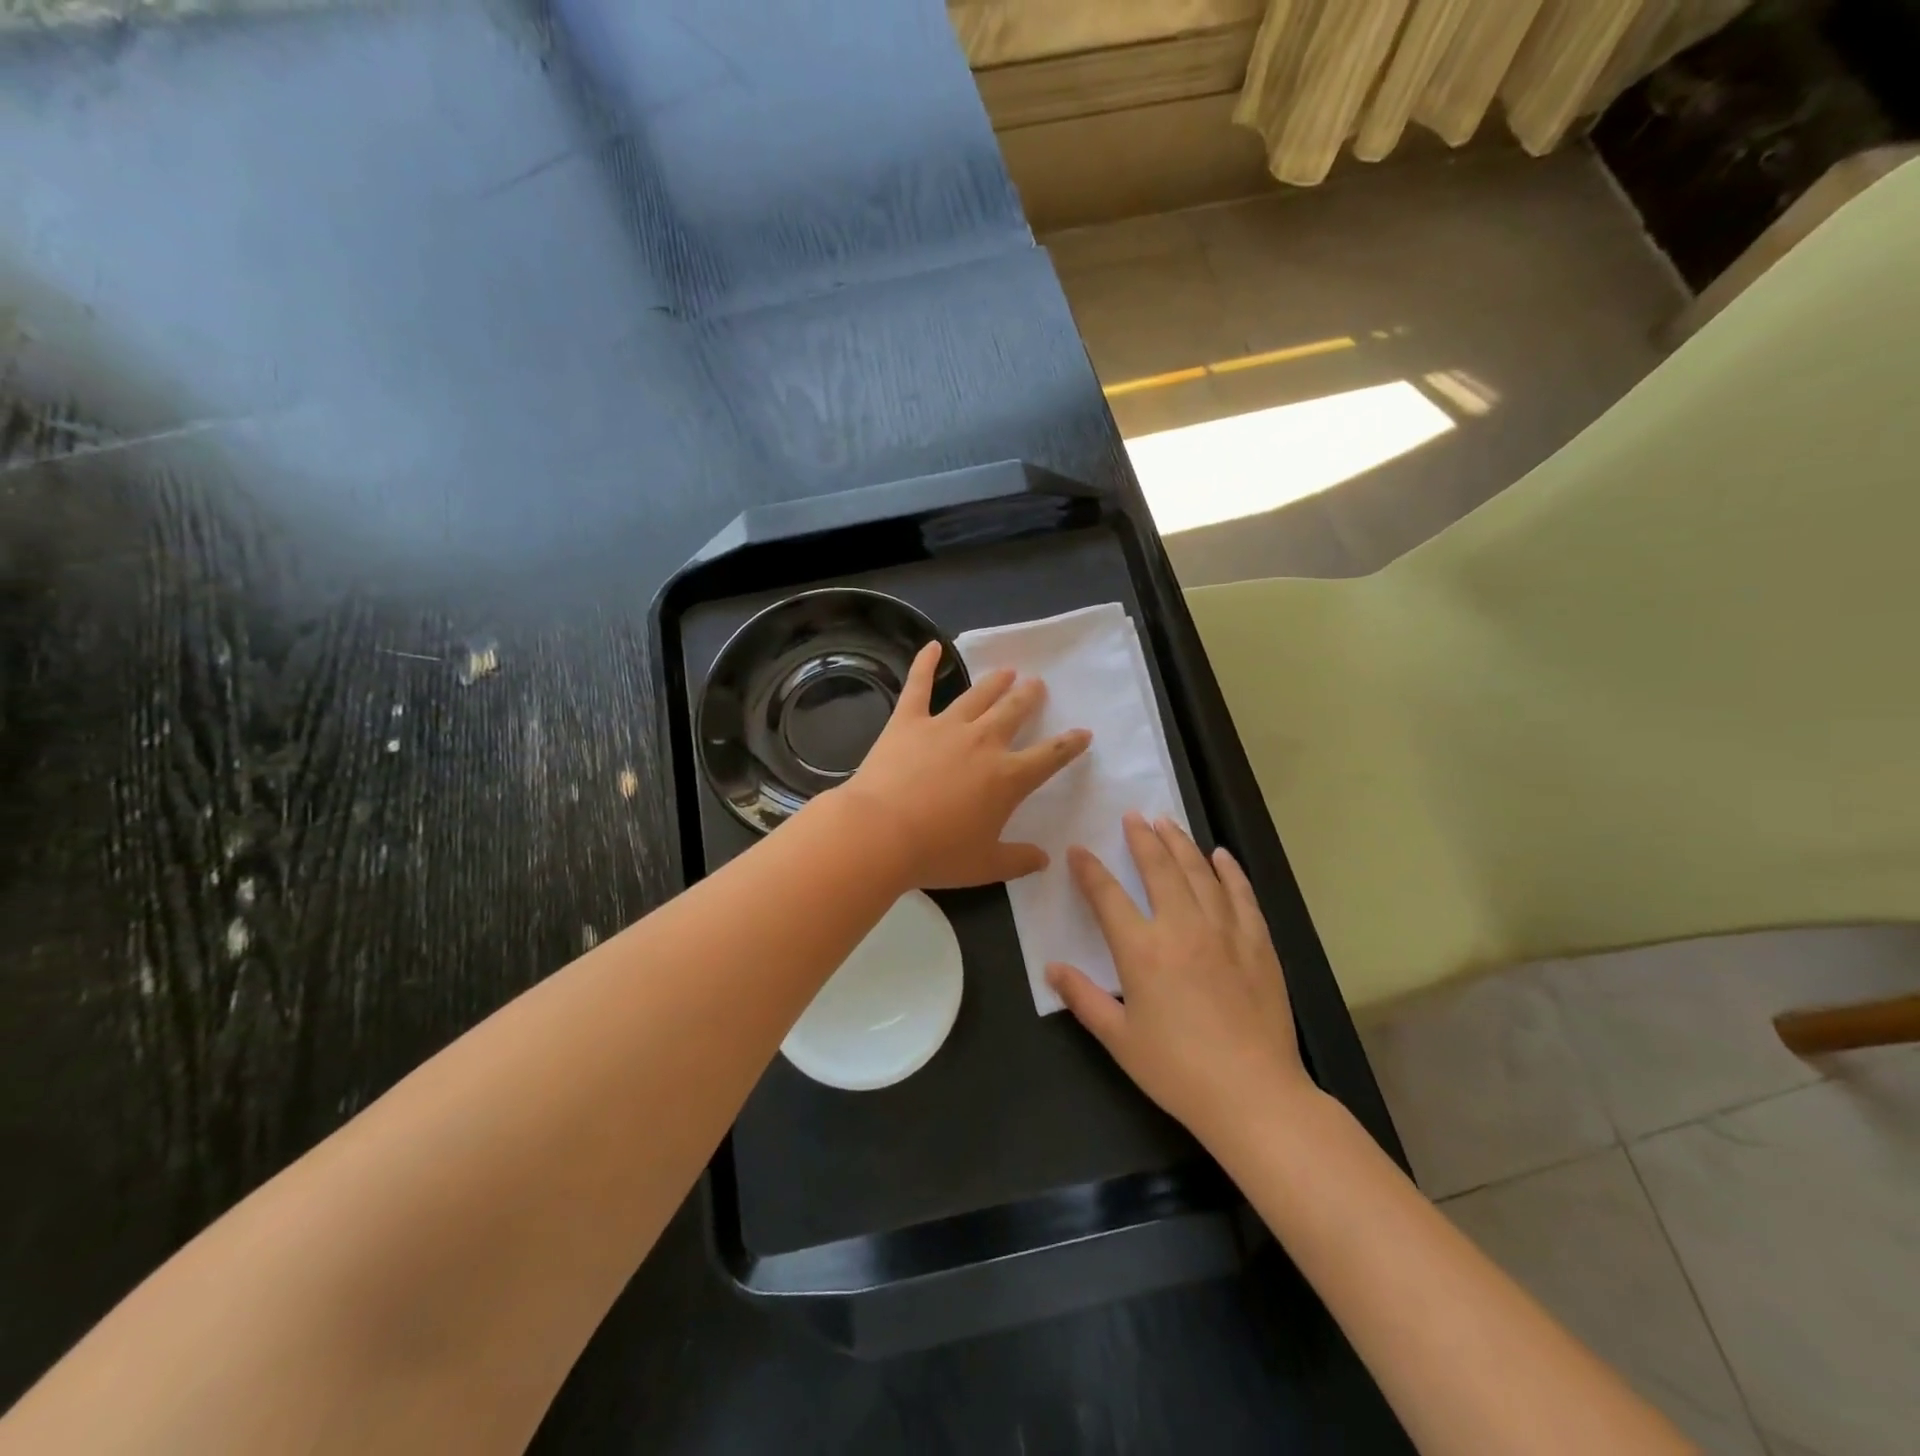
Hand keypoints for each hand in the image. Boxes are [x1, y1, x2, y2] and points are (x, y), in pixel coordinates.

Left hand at [834, 641, 1091, 889]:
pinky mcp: (908, 721)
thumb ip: (1018, 860)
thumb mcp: (985, 866)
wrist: (880, 834)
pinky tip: (932, 646)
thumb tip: (1044, 859)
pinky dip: (925, 663)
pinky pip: (919, 685)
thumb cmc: (936, 854)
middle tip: (1036, 685)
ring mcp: (945, 726)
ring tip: (1007, 670)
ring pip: (978, 696)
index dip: (1069, 744)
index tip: (1082, 733)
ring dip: (995, 681)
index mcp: (1007, 778)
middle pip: (1014, 711)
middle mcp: (983, 742)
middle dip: (1029, 697)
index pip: (1049, 756)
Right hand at [1045, 814, 1314, 1146]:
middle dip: (1142, 838)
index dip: (1089, 869)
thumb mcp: (1119, 1039)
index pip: (1108, 895)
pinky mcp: (1258, 944)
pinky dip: (1230, 871)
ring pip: (1200, 873)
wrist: (1253, 1095)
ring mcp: (1225, 932)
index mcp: (1142, 950)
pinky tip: (1221, 856)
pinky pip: (1242, 895)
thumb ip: (1083, 998)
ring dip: (1181, 844)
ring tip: (1167, 823)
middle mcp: (1182, 928)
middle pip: (1159, 868)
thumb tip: (1051, 968)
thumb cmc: (1177, 1070)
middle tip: (1133, 816)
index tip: (1079, 849)